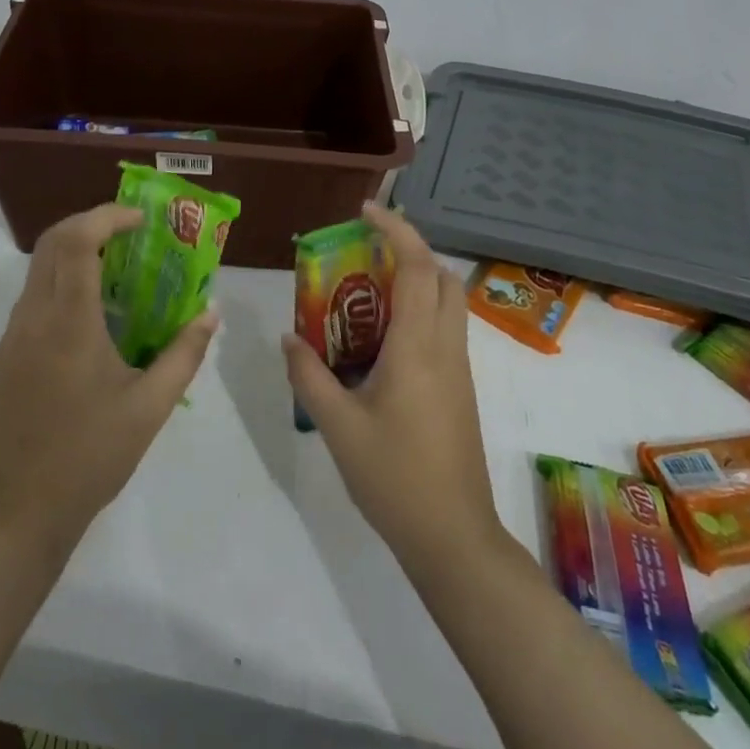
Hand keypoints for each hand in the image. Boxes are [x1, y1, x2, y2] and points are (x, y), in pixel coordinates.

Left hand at [0, 204, 217, 556]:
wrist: (21, 513)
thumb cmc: (92, 456)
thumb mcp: (151, 407)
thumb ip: (185, 353)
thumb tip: (211, 313)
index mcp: (68, 325)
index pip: (77, 242)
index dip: (107, 217)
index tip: (141, 221)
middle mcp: (32, 319)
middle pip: (51, 241)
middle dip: (91, 223)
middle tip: (130, 233)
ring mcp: (12, 337)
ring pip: (38, 268)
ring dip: (75, 252)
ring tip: (119, 270)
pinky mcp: (5, 356)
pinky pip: (33, 298)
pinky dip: (62, 282)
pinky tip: (93, 315)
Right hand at [282, 205, 503, 573]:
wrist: (453, 537)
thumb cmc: (394, 478)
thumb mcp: (338, 426)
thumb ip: (309, 376)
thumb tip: (288, 337)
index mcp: (418, 347)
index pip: (418, 267)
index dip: (396, 229)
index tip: (365, 211)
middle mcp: (446, 348)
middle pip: (442, 276)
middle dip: (410, 249)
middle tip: (366, 251)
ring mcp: (459, 369)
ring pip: (449, 302)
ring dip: (416, 279)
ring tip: (367, 289)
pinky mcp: (461, 388)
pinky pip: (444, 329)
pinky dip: (419, 310)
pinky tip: (381, 337)